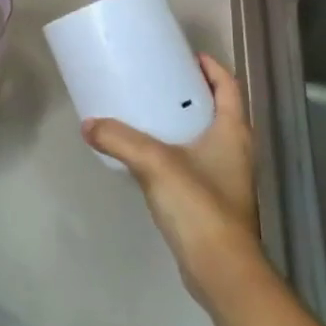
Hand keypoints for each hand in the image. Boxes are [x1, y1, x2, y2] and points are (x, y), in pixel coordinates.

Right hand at [83, 54, 268, 309]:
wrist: (221, 271)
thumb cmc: (199, 206)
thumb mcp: (155, 163)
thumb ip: (120, 139)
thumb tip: (89, 124)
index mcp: (233, 131)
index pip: (228, 85)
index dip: (210, 66)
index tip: (184, 55)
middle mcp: (235, 149)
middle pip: (217, 108)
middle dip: (191, 92)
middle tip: (159, 80)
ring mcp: (227, 177)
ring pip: (206, 136)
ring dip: (183, 121)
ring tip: (149, 112)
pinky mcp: (214, 201)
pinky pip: (195, 161)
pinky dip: (176, 149)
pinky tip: (149, 155)